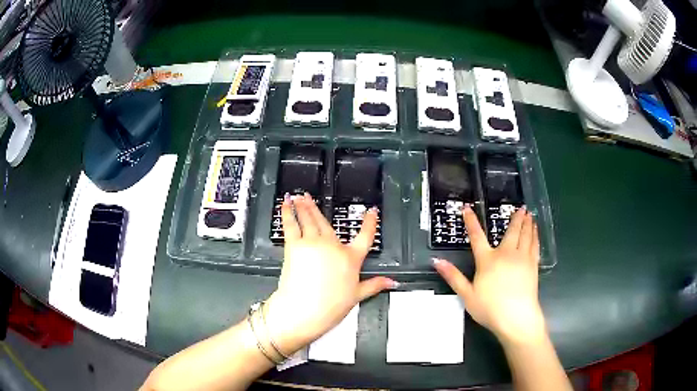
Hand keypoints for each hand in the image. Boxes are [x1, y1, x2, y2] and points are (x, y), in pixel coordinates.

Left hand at [265, 193, 396, 354]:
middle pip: (327, 223)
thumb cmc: (329, 306)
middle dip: (317, 208)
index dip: (370, 223)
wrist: (304, 309)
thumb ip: (375, 285)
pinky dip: (288, 213)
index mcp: (350, 258)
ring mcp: (313, 243)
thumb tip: (391, 282)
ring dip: (303, 206)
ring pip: (309, 219)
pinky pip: (291, 225)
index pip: (365, 237)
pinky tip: (286, 205)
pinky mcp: (295, 245)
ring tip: (298, 197)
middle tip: (310, 197)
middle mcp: (333, 247)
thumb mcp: (357, 296)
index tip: (372, 211)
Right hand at [433, 205, 544, 344]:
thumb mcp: (467, 295)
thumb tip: (436, 261)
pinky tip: (536, 232)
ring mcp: (522, 258)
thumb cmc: (489, 308)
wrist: (516, 317)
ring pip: (525, 235)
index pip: (477, 237)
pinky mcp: (533, 266)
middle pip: (511, 231)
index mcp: (487, 260)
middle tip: (521, 206)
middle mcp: (506, 254)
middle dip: (515, 218)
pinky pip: (534, 245)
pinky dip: (535, 236)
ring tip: (529, 214)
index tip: (467, 208)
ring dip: (527, 223)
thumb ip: (453, 276)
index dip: (471, 222)